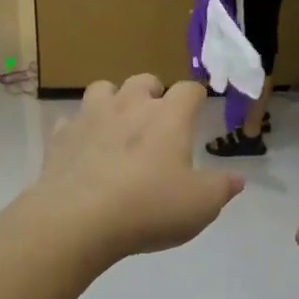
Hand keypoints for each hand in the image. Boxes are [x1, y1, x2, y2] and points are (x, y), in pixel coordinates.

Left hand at [29, 76, 243, 265]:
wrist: (78, 218)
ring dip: (113, 99)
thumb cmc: (149, 207)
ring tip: (117, 123)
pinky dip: (80, 130)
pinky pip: (71, 121)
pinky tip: (83, 149)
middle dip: (153, 92)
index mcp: (168, 117)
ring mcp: (90, 117)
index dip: (196, 96)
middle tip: (158, 117)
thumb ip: (221, 188)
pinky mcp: (61, 136)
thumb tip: (237, 178)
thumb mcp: (200, 205)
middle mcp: (129, 106)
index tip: (198, 107)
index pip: (189, 89)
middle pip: (144, 80)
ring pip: (102, 88)